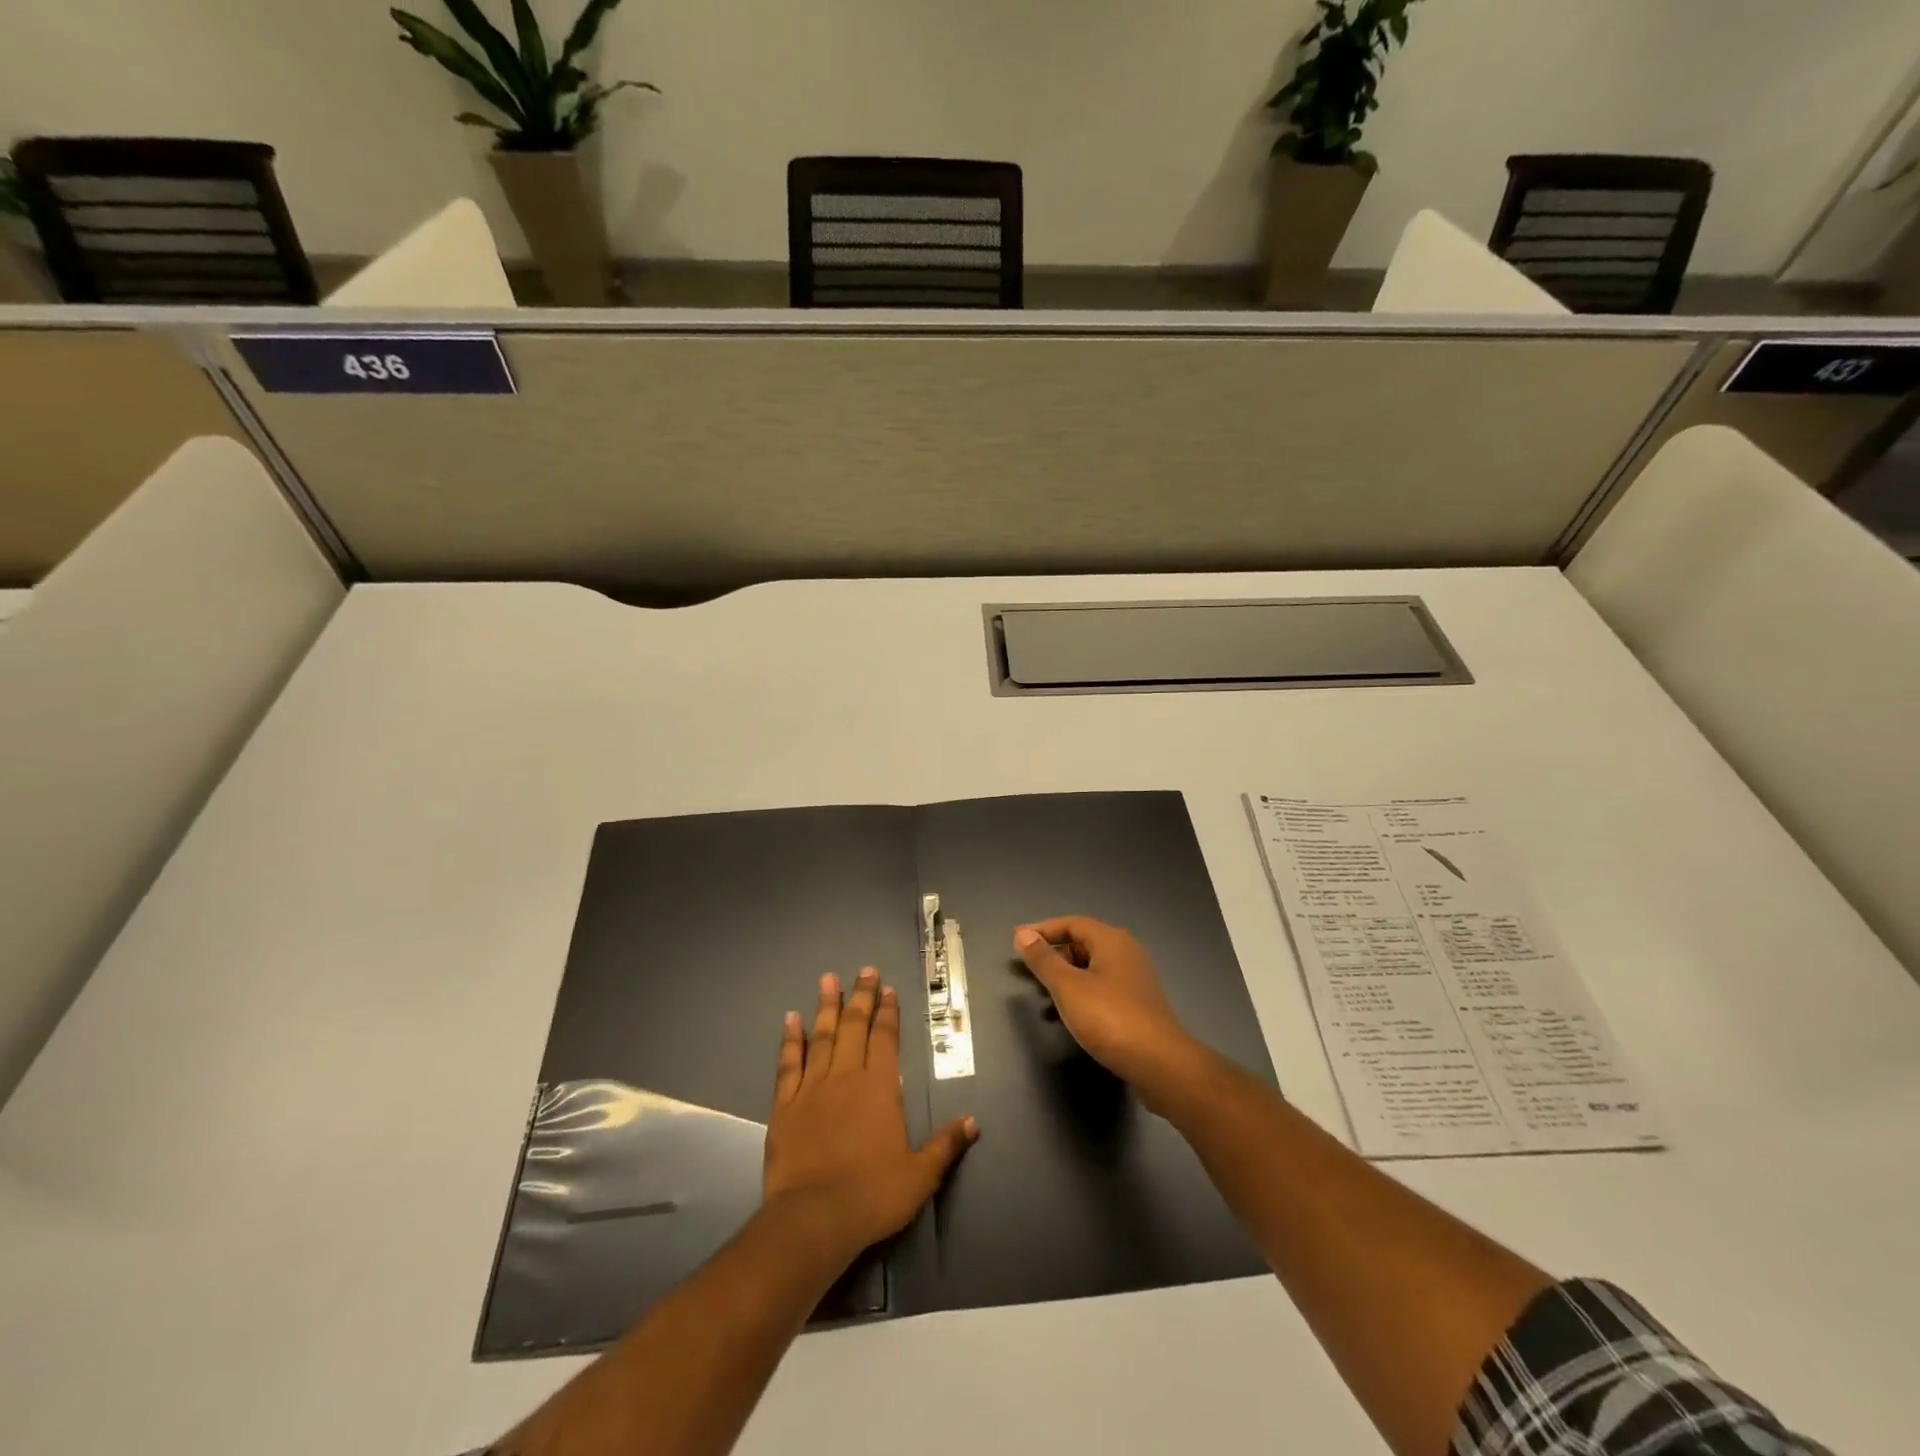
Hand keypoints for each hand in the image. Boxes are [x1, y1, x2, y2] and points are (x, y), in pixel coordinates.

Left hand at [762, 967, 976, 1267]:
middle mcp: (846, 1076)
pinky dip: (790, 1039)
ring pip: (821, 1036)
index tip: (888, 989)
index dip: (888, 1012)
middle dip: (861, 996)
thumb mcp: (920, 1176)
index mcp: (880, 1088)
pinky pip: (789, 1063)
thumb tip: (973, 1121)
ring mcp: (813, 1087)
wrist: (813, 1219)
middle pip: (854, 1026)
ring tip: (828, 979)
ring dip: (826, 1005)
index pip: (885, 1038)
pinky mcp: (785, 1105)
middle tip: (864, 970)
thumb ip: (945, 1145)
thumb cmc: (872, 1195)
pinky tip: (791, 1019)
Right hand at [1014, 917, 1209, 1111]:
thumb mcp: (1068, 987)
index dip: (1042, 930)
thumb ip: (1043, 960)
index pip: (1071, 923)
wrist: (1159, 1064)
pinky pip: (1099, 988)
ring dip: (1063, 978)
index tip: (1017, 941)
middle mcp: (1125, 952)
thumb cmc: (1109, 1018)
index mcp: (1111, 940)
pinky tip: (1064, 1017)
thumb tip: (1023, 934)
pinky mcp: (1136, 1004)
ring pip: (1090, 968)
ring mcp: (1133, 979)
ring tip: (1039, 995)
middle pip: (1081, 943)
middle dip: (1052, 955)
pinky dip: (1078, 995)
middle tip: (1026, 970)